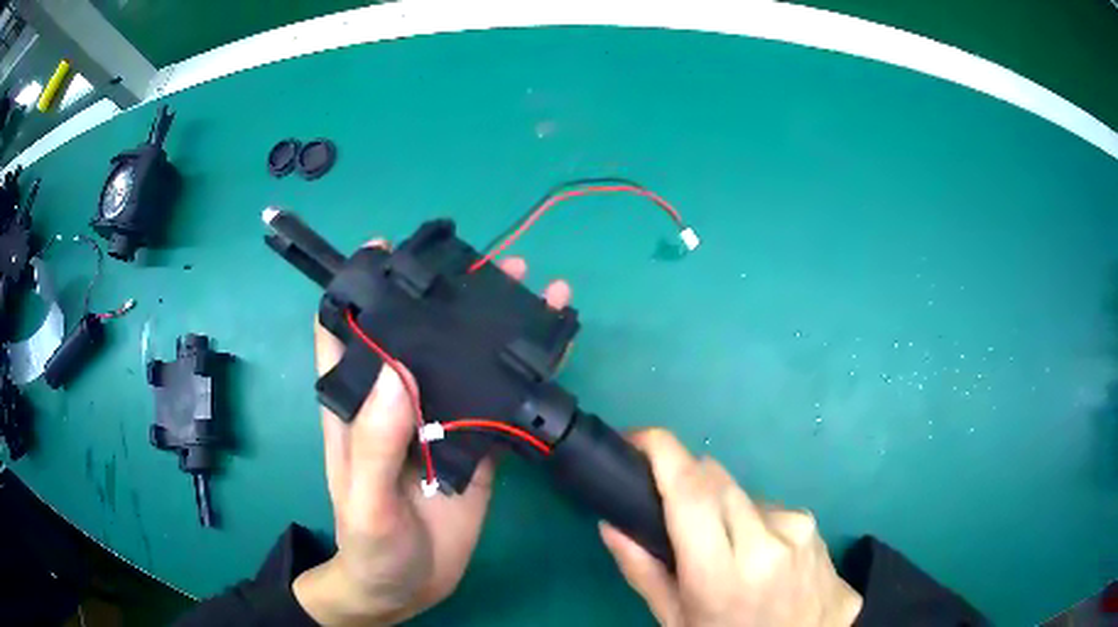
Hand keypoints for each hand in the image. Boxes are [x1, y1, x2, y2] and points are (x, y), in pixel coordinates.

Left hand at [294, 246, 571, 625]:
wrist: (406, 587)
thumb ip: (372, 444)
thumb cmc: (370, 547)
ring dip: (496, 327)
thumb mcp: (364, 503)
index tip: (388, 250)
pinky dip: (525, 376)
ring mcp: (440, 420)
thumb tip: (397, 373)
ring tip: (535, 291)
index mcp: (357, 403)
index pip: (343, 331)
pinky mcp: (475, 445)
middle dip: (450, 295)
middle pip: (419, 334)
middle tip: (490, 265)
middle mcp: (397, 401)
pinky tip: (551, 352)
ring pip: (466, 361)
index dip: (358, 288)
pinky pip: (499, 402)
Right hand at [600, 430, 861, 626]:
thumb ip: (642, 572)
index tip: (637, 439)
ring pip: (742, 493)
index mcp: (724, 574)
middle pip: (715, 481)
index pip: (691, 492)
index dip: (662, 453)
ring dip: (722, 508)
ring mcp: (798, 529)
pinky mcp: (815, 525)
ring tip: (724, 551)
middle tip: (670, 512)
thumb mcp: (677, 621)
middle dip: (686, 483)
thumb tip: (611, 523)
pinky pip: (769, 507)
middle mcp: (767, 540)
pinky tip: (758, 554)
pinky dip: (752, 520)